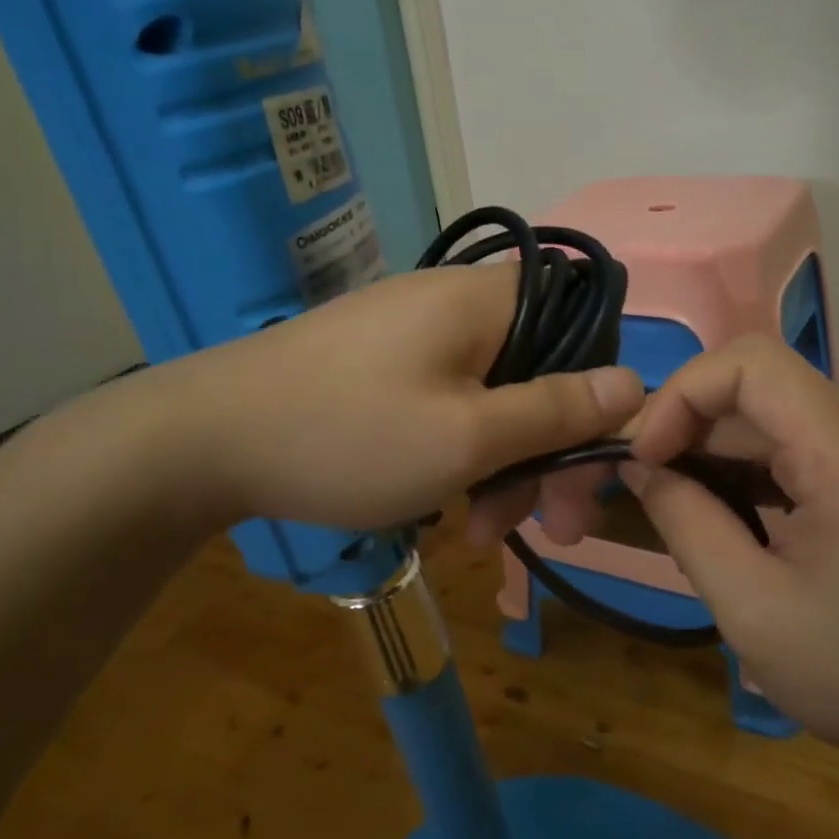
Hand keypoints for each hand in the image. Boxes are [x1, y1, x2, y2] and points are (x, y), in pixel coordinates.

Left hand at [120, 264, 643, 534]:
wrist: (203, 440)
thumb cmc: (349, 436)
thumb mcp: (468, 436)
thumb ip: (557, 411)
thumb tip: (634, 384)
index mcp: (486, 301)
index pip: (584, 323)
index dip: (599, 393)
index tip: (588, 465)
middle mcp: (456, 305)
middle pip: (539, 372)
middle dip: (548, 454)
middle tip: (548, 530)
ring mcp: (413, 335)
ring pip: (493, 398)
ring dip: (502, 468)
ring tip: (478, 536)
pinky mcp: (382, 365)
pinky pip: (448, 404)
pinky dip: (459, 455)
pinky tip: (443, 507)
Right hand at [623, 334, 838, 781]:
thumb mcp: (752, 608)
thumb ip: (686, 523)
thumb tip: (639, 465)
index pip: (749, 364)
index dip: (682, 393)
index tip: (645, 455)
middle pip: (760, 391)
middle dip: (691, 428)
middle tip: (646, 486)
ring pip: (778, 421)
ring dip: (720, 454)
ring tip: (682, 510)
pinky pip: (806, 450)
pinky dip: (756, 473)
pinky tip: (734, 520)